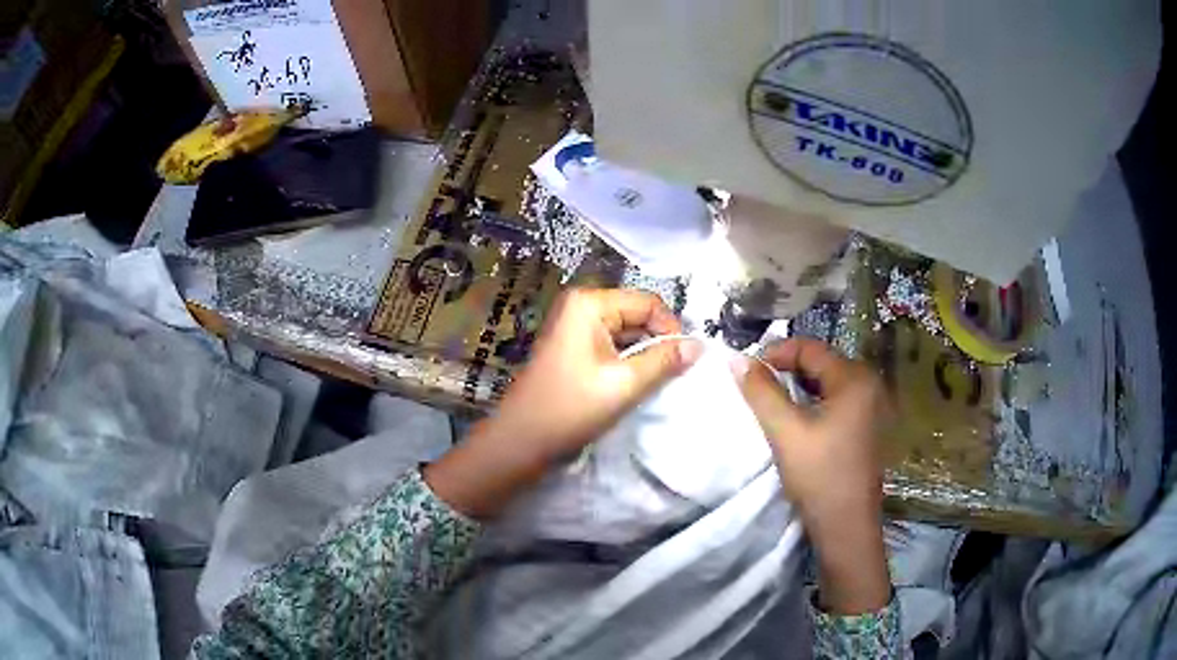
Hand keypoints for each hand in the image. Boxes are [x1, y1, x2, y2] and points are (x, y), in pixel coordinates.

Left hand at [426, 289, 702, 518]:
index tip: (684, 361)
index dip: (670, 329)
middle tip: (674, 373)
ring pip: (627, 332)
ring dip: (644, 354)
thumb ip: (664, 361)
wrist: (522, 441)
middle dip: (658, 342)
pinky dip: (628, 362)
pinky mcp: (573, 347)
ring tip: (657, 381)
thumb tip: (700, 345)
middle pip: (637, 314)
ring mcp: (575, 326)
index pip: (648, 303)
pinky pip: (612, 346)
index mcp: (589, 303)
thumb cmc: (571, 408)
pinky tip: (636, 383)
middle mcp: (581, 306)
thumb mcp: (624, 384)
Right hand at [732, 337, 891, 614]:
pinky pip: (835, 402)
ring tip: (771, 406)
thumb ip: (761, 392)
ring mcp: (871, 407)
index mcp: (855, 378)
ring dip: (797, 389)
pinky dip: (812, 404)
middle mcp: (869, 384)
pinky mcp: (867, 427)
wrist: (847, 526)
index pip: (810, 348)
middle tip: (757, 390)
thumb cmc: (819, 475)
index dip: (775, 353)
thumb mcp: (785, 432)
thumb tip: (736, 358)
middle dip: (786, 371)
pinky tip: (796, 423)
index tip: (747, 373)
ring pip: (826, 384)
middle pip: (820, 363)